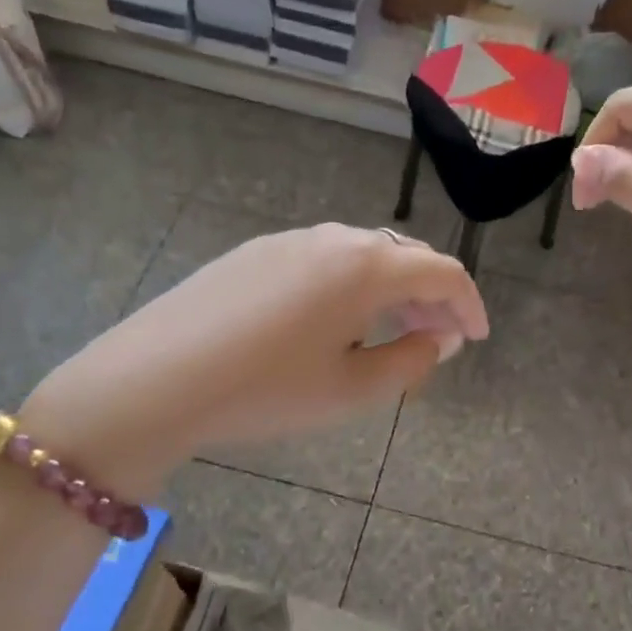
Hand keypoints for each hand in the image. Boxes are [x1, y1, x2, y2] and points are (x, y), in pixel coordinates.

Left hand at [22, 224, 487, 494]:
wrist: (155, 380)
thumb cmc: (265, 391)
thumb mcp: (351, 391)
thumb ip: (409, 363)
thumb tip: (435, 340)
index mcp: (366, 267)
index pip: (441, 273)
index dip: (469, 305)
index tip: (477, 337)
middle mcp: (332, 239)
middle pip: (403, 258)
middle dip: (431, 296)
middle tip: (439, 337)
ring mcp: (288, 241)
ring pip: (362, 256)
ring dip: (390, 289)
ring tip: (392, 329)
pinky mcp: (253, 253)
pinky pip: (323, 261)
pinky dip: (350, 285)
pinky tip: (335, 320)